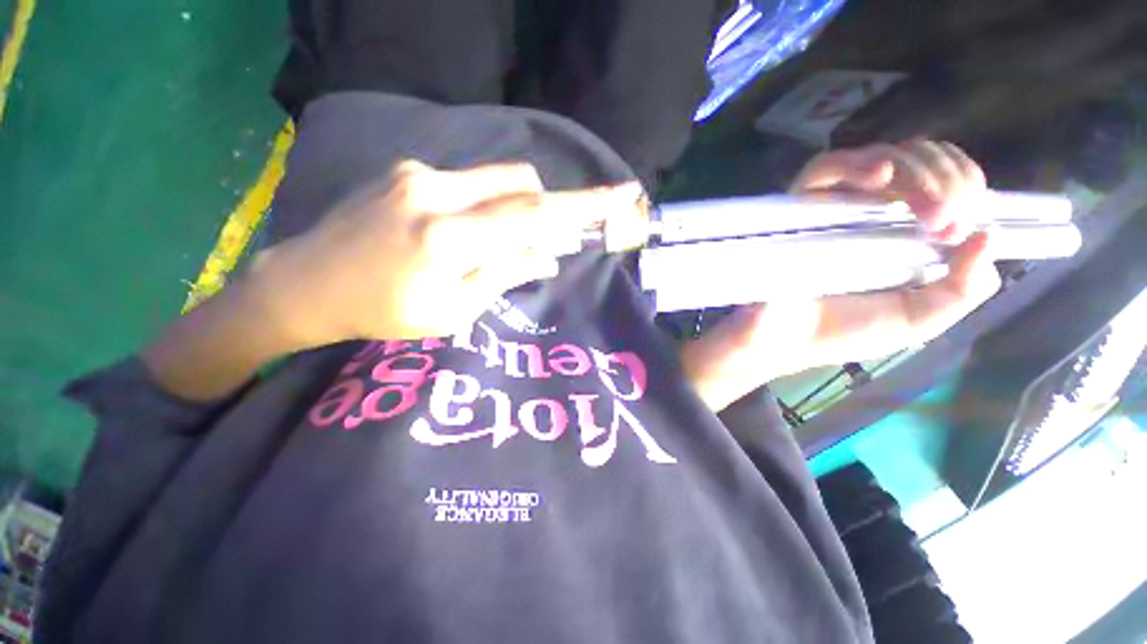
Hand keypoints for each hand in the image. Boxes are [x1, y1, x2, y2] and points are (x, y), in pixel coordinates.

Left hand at [250, 160, 642, 345]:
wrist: (308, 283)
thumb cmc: (385, 312)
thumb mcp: (454, 311)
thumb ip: (506, 273)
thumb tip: (549, 254)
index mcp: (449, 238)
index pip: (534, 215)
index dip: (583, 206)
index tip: (622, 194)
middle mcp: (437, 192)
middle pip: (522, 184)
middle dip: (546, 211)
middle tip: (543, 244)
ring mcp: (419, 174)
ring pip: (498, 178)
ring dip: (517, 208)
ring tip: (499, 243)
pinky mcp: (408, 170)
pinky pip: (470, 181)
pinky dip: (488, 204)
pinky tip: (466, 232)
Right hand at [681, 140, 1002, 410]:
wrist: (786, 341)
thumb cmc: (844, 331)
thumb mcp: (918, 319)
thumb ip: (964, 288)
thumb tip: (987, 235)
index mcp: (903, 231)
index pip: (944, 179)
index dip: (966, 186)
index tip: (961, 226)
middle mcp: (871, 210)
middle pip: (920, 157)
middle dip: (950, 179)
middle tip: (945, 221)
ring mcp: (832, 206)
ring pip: (882, 155)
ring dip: (919, 173)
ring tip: (928, 211)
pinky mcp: (797, 209)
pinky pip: (823, 169)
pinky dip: (856, 164)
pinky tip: (881, 176)